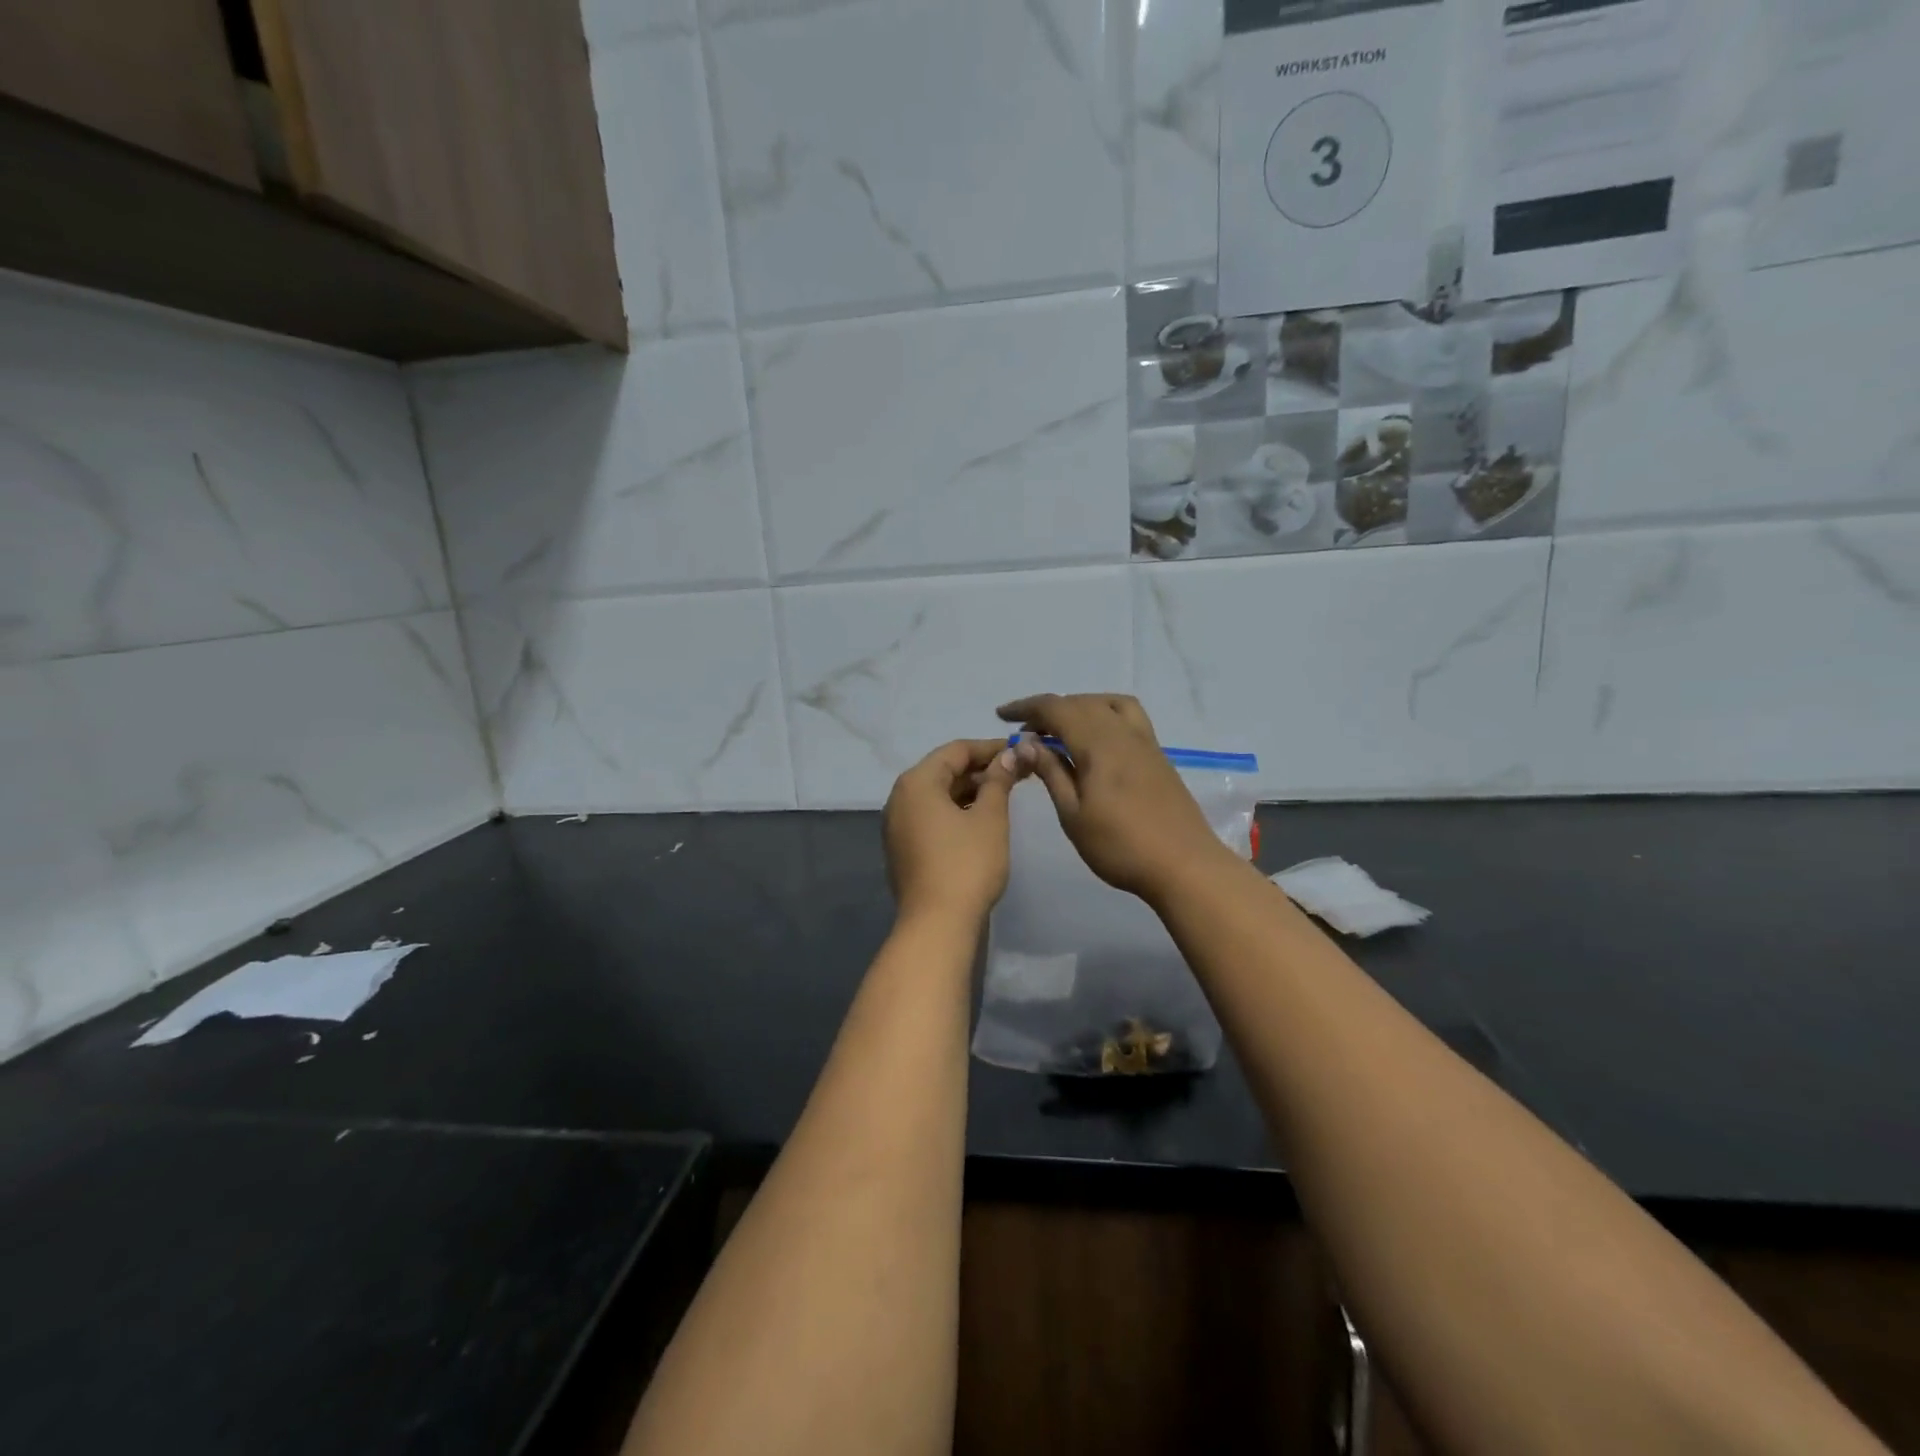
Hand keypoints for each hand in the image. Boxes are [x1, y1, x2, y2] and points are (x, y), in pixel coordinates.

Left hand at [882, 739, 1025, 924]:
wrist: (936, 924)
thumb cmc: (966, 864)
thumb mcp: (990, 818)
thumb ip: (999, 781)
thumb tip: (1011, 755)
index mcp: (917, 782)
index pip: (956, 750)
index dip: (991, 748)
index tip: (1021, 751)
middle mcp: (900, 797)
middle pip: (944, 770)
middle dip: (981, 770)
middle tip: (1018, 773)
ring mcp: (898, 824)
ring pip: (937, 795)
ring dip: (970, 791)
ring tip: (1004, 795)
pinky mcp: (903, 847)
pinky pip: (931, 816)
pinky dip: (956, 811)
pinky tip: (981, 819)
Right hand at [997, 693, 1236, 902]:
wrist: (1184, 865)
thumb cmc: (1120, 846)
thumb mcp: (1073, 814)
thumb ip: (1051, 772)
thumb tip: (1026, 743)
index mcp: (1098, 744)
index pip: (1056, 709)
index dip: (1026, 708)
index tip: (1001, 716)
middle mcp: (1122, 732)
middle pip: (1080, 702)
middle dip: (1048, 709)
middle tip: (1024, 730)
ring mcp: (1145, 742)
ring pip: (1107, 704)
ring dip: (1078, 706)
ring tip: (1060, 727)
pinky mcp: (1158, 755)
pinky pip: (1127, 716)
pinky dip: (1103, 713)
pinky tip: (1096, 739)